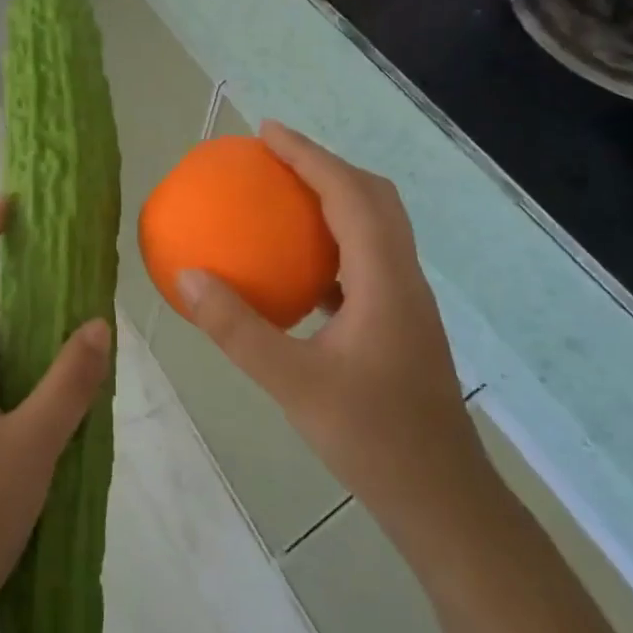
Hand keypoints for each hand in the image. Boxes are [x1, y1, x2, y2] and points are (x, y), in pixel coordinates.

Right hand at [177, 122, 486, 540]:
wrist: (443, 500)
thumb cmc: (373, 439)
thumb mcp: (293, 384)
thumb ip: (237, 330)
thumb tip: (189, 276)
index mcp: (384, 280)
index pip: (349, 194)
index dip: (309, 155)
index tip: (267, 132)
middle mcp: (402, 278)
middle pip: (373, 198)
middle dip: (324, 164)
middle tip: (274, 156)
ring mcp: (405, 301)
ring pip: (374, 227)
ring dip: (333, 198)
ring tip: (283, 196)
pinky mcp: (399, 323)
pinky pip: (364, 260)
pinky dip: (331, 241)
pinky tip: (297, 267)